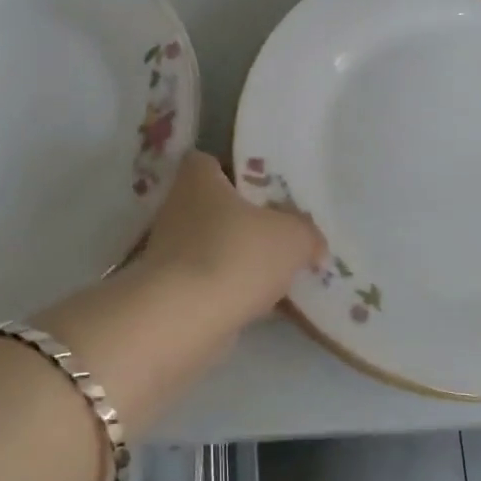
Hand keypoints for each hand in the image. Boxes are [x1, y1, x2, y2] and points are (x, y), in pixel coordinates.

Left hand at [134, 152, 325, 329]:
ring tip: (278, 273)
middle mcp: (177, 209)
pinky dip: (231, 291)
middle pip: (214, 206)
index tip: (261, 187)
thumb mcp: (293, 236)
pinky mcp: (171, 291)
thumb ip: (307, 233)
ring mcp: (169, 253)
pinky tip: (263, 305)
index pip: (208, 161)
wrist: (186, 318)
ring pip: (213, 247)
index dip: (233, 169)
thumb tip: (312, 244)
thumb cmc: (237, 254)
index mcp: (197, 179)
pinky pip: (210, 282)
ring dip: (238, 258)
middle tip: (280, 231)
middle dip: (242, 219)